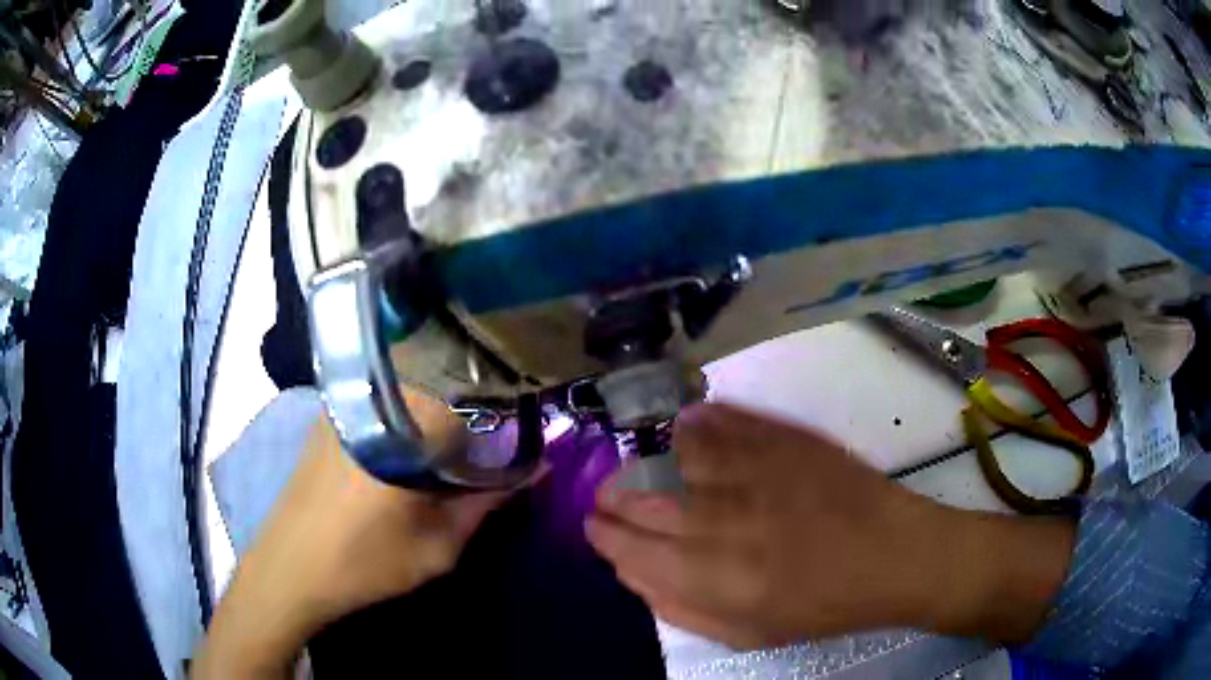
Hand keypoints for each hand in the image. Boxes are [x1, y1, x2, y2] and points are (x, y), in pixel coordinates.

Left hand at [193, 393, 515, 677]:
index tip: (514, 439)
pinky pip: (381, 394)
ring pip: (411, 383)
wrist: (290, 568)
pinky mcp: (329, 412)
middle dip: (471, 407)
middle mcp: (377, 398)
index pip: (477, 395)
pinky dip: (404, 410)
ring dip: (436, 406)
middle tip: (481, 446)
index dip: (504, 414)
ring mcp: (347, 400)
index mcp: (408, 428)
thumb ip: (485, 504)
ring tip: (445, 446)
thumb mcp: (438, 549)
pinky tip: (402, 446)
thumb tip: (535, 470)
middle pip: (443, 378)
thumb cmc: (367, 564)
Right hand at [586, 404, 1074, 649]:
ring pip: (675, 455)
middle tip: (605, 496)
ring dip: (647, 459)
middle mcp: (723, 521)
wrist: (893, 555)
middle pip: (644, 500)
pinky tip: (685, 429)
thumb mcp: (746, 633)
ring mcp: (755, 473)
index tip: (595, 526)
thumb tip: (634, 575)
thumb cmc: (822, 606)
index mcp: (712, 577)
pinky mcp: (784, 441)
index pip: (631, 548)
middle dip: (614, 497)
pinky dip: (697, 423)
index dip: (605, 535)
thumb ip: (682, 609)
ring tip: (640, 466)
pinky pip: (724, 423)